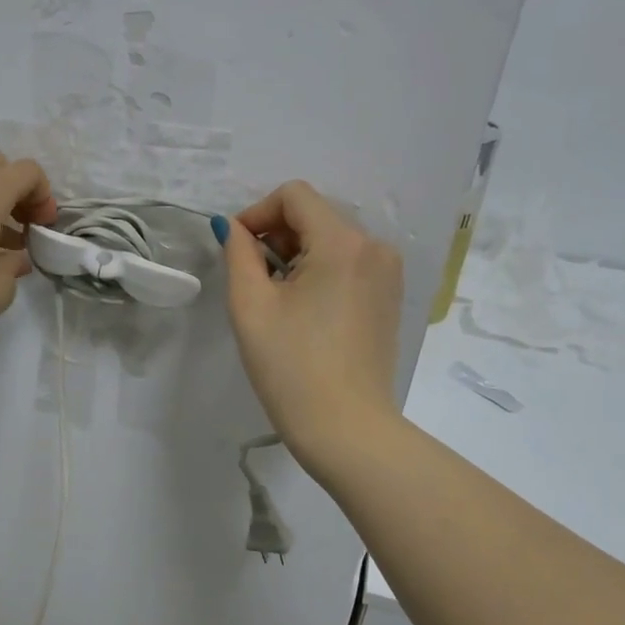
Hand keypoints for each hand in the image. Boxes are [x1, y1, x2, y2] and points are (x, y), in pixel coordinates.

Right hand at [222, 181, 403, 468]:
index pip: (294, 196)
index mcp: (343, 242)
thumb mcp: (250, 305)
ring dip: (296, 255)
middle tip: (252, 280)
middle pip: (314, 215)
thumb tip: (235, 228)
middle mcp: (375, 247)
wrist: (346, 429)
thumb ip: (239, 253)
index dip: (257, 213)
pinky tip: (304, 312)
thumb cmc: (291, 367)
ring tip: (277, 300)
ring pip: (331, 240)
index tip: (237, 250)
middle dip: (276, 236)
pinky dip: (320, 272)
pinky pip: (348, 264)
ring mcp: (388, 273)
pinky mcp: (389, 298)